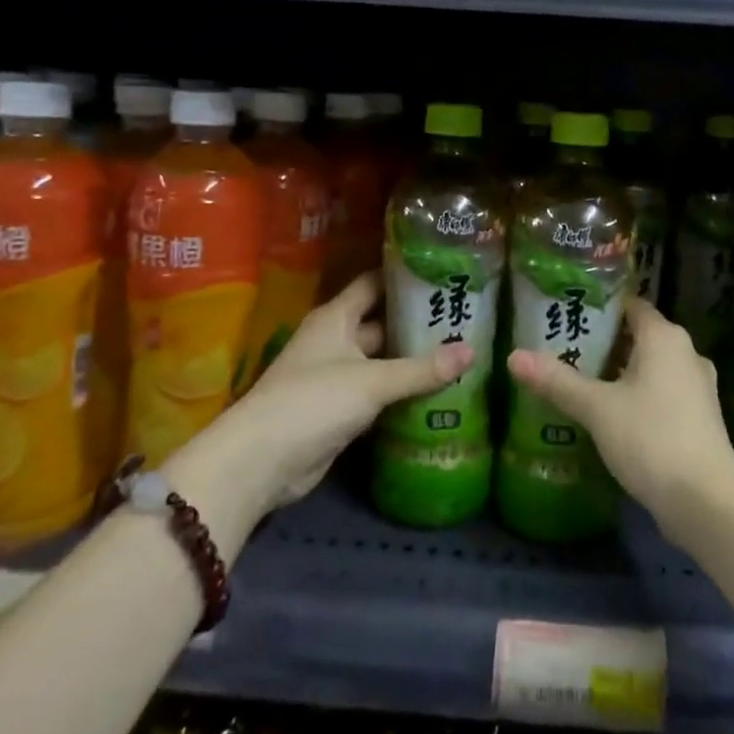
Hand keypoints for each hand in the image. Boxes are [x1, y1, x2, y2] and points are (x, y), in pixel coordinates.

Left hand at [197, 272, 469, 511]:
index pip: (374, 283)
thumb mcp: (372, 381)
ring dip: (413, 358)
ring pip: (382, 359)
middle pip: (382, 322)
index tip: (443, 271)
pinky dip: (402, 390)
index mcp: (337, 317)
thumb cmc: (313, 401)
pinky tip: (436, 390)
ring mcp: (337, 376)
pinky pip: (378, 391)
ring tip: (460, 350)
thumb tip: (473, 351)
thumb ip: (422, 369)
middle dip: (417, 321)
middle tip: (464, 317)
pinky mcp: (340, 409)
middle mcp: (336, 340)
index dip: (405, 276)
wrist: (261, 462)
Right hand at [508, 300, 733, 531]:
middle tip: (566, 349)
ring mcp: (698, 387)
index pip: (631, 305)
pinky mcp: (700, 418)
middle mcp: (686, 353)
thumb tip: (513, 356)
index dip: (601, 307)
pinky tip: (613, 415)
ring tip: (583, 381)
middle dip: (606, 342)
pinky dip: (639, 395)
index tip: (570, 314)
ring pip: (653, 367)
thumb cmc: (651, 438)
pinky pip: (663, 392)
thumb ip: (557, 381)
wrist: (706, 501)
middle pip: (640, 336)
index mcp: (665, 337)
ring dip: (622, 372)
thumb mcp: (597, 408)